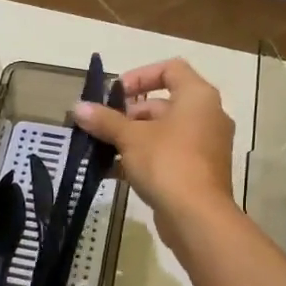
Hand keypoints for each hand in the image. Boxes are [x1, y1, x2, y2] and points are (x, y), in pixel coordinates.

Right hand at [73, 58, 235, 240]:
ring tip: (102, 149)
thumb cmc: (167, 163)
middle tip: (103, 126)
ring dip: (133, 138)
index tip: (115, 94)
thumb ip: (104, 120)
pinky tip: (113, 171)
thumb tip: (77, 107)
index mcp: (198, 97)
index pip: (171, 69)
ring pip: (164, 132)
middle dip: (129, 114)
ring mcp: (205, 146)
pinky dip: (144, 158)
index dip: (140, 76)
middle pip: (164, 103)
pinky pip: (168, 155)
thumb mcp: (130, 138)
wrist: (197, 216)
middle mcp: (207, 116)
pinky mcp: (199, 172)